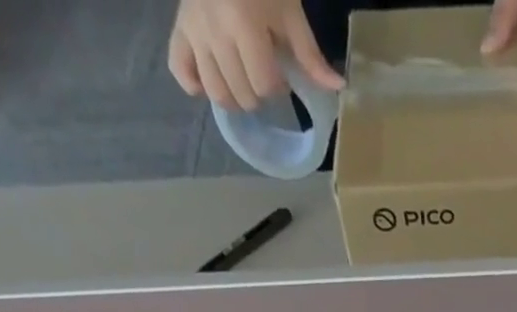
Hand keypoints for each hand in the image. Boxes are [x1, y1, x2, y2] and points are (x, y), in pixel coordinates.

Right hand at [167, 0, 342, 110]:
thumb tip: (338, 87)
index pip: (265, 84)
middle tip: (261, 72)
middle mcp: (214, 30)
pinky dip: (194, 83)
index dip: (277, 85)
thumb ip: (309, 53)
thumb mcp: (289, 10)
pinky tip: (209, 79)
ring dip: (233, 97)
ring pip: (215, 91)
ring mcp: (194, 30)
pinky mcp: (179, 27)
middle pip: (242, 93)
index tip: (280, 72)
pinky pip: (180, 71)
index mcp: (243, 23)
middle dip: (257, 92)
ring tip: (242, 81)